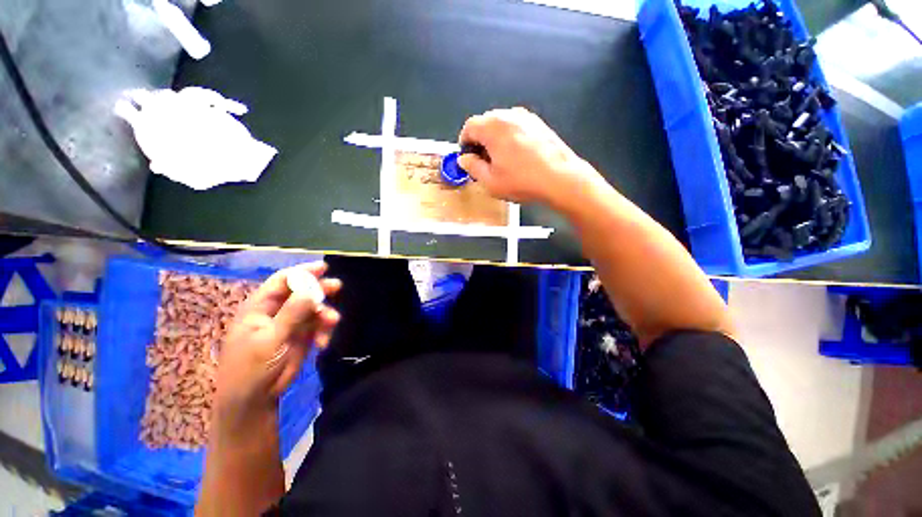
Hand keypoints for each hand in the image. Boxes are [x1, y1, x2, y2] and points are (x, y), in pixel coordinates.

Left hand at [213, 262, 340, 435]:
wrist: (254, 400)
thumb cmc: (251, 368)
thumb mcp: (270, 340)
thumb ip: (291, 314)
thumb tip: (311, 289)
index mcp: (259, 307)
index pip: (282, 281)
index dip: (302, 272)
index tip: (323, 268)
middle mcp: (277, 312)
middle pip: (301, 292)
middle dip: (319, 290)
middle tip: (337, 287)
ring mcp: (290, 324)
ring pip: (313, 309)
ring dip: (324, 314)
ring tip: (332, 322)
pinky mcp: (302, 337)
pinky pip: (318, 326)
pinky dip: (324, 331)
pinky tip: (323, 343)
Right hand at [457, 107, 601, 208]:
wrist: (560, 178)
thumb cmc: (522, 181)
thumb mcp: (490, 181)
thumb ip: (472, 167)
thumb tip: (464, 159)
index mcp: (492, 127)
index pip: (469, 126)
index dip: (464, 143)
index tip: (468, 158)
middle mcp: (508, 115)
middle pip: (485, 123)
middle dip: (479, 141)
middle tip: (483, 162)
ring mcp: (526, 117)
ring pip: (501, 124)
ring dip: (495, 139)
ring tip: (501, 161)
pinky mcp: (538, 123)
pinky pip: (516, 127)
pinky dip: (509, 138)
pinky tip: (517, 157)